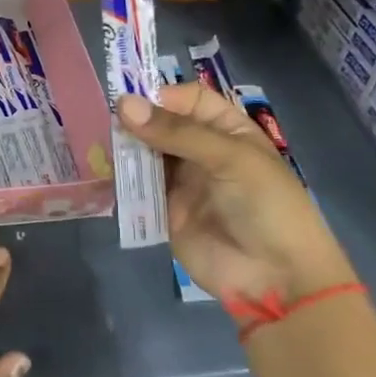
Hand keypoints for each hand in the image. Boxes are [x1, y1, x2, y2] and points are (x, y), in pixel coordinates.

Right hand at [118, 84, 354, 305]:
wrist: (275, 278)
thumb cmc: (265, 205)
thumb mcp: (229, 159)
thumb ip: (176, 132)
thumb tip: (123, 105)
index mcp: (227, 131)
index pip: (188, 100)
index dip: (163, 97)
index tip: (133, 103)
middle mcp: (201, 151)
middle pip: (161, 125)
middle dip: (136, 122)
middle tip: (106, 124)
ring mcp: (181, 182)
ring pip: (145, 154)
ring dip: (124, 149)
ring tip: (100, 146)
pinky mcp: (163, 210)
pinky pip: (137, 188)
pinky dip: (120, 179)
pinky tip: (102, 172)